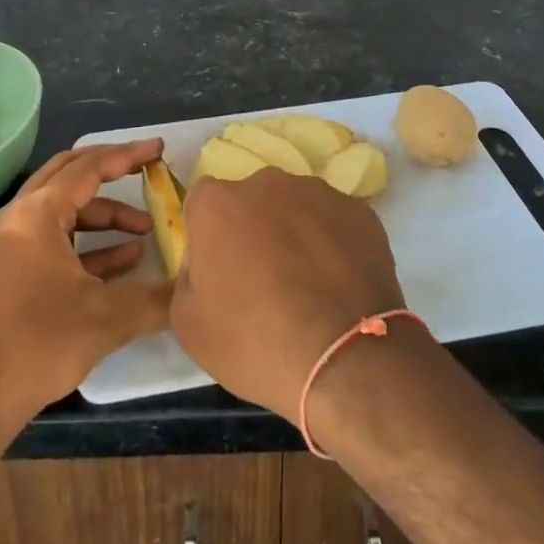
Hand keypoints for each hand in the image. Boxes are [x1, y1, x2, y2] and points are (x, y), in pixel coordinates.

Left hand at [0, 139, 171, 431]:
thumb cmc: (36, 344)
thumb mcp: (105, 319)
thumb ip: (155, 299)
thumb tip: (193, 290)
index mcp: (37, 213)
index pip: (90, 168)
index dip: (128, 156)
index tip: (159, 149)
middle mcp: (19, 217)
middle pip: (70, 175)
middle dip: (111, 172)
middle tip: (146, 171)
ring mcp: (9, 244)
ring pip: (63, 211)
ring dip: (103, 216)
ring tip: (143, 234)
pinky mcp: (7, 272)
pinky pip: (53, 240)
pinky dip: (86, 244)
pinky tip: (120, 263)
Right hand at [170, 169, 405, 419]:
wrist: (346, 360)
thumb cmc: (256, 344)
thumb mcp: (189, 324)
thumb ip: (187, 273)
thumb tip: (204, 255)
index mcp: (218, 203)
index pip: (203, 202)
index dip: (209, 233)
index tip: (221, 267)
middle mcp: (266, 183)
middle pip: (251, 199)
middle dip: (253, 227)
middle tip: (264, 276)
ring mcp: (316, 192)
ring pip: (294, 205)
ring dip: (293, 231)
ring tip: (307, 282)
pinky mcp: (357, 209)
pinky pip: (333, 220)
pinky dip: (331, 241)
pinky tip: (337, 282)